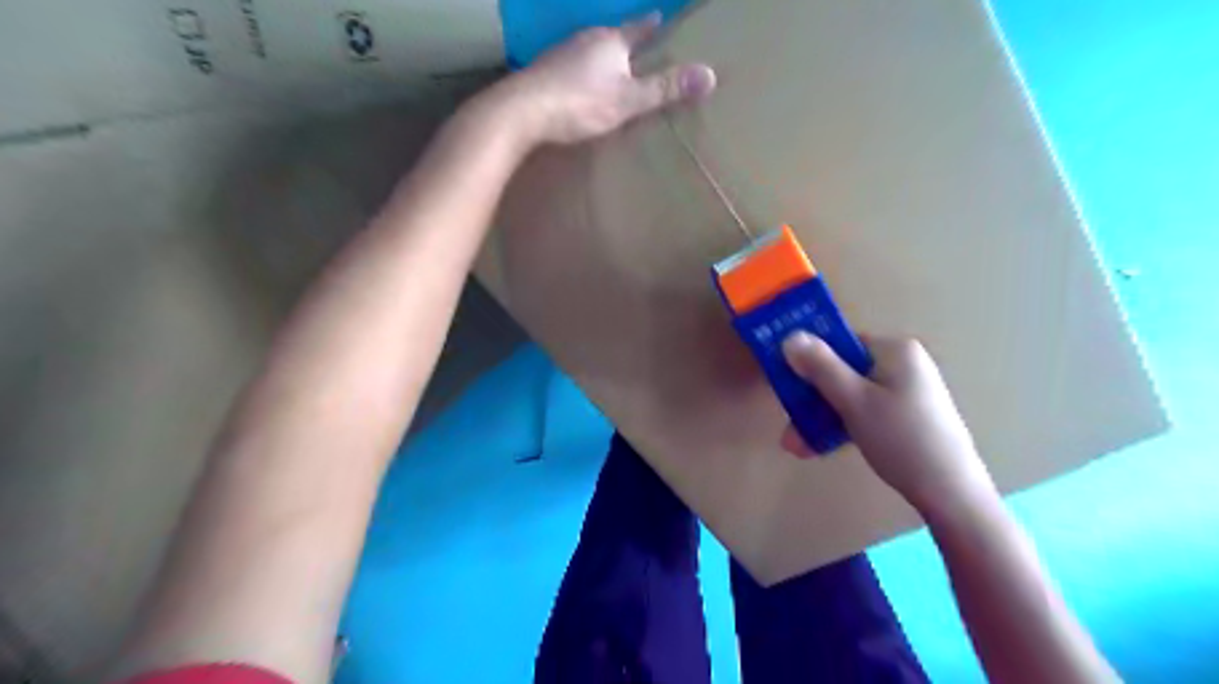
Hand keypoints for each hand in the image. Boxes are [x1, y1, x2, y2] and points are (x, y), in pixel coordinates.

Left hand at [481, 13, 716, 147]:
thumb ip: (666, 89)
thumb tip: (711, 75)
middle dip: (626, 44)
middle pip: (612, 37)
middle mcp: (586, 39)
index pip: (638, 28)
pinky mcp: (545, 72)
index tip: (661, 17)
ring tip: (612, 71)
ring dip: (602, 59)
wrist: (523, 111)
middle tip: (639, 51)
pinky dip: (583, 74)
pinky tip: (581, 87)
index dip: (651, 25)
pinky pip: (572, 68)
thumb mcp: (629, 99)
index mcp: (611, 41)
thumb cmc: (581, 103)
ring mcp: (562, 54)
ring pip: (590, 51)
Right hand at [787, 333, 994, 516]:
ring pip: (850, 396)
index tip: (787, 383)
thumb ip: (821, 367)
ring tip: (796, 445)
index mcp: (895, 350)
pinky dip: (842, 426)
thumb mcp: (854, 400)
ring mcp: (905, 392)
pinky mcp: (905, 417)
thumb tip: (790, 335)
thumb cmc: (901, 438)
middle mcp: (902, 365)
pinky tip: (818, 448)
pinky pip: (864, 412)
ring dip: (821, 418)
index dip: (811, 360)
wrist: (951, 493)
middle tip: (789, 425)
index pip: (842, 343)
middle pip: (843, 373)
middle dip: (812, 400)